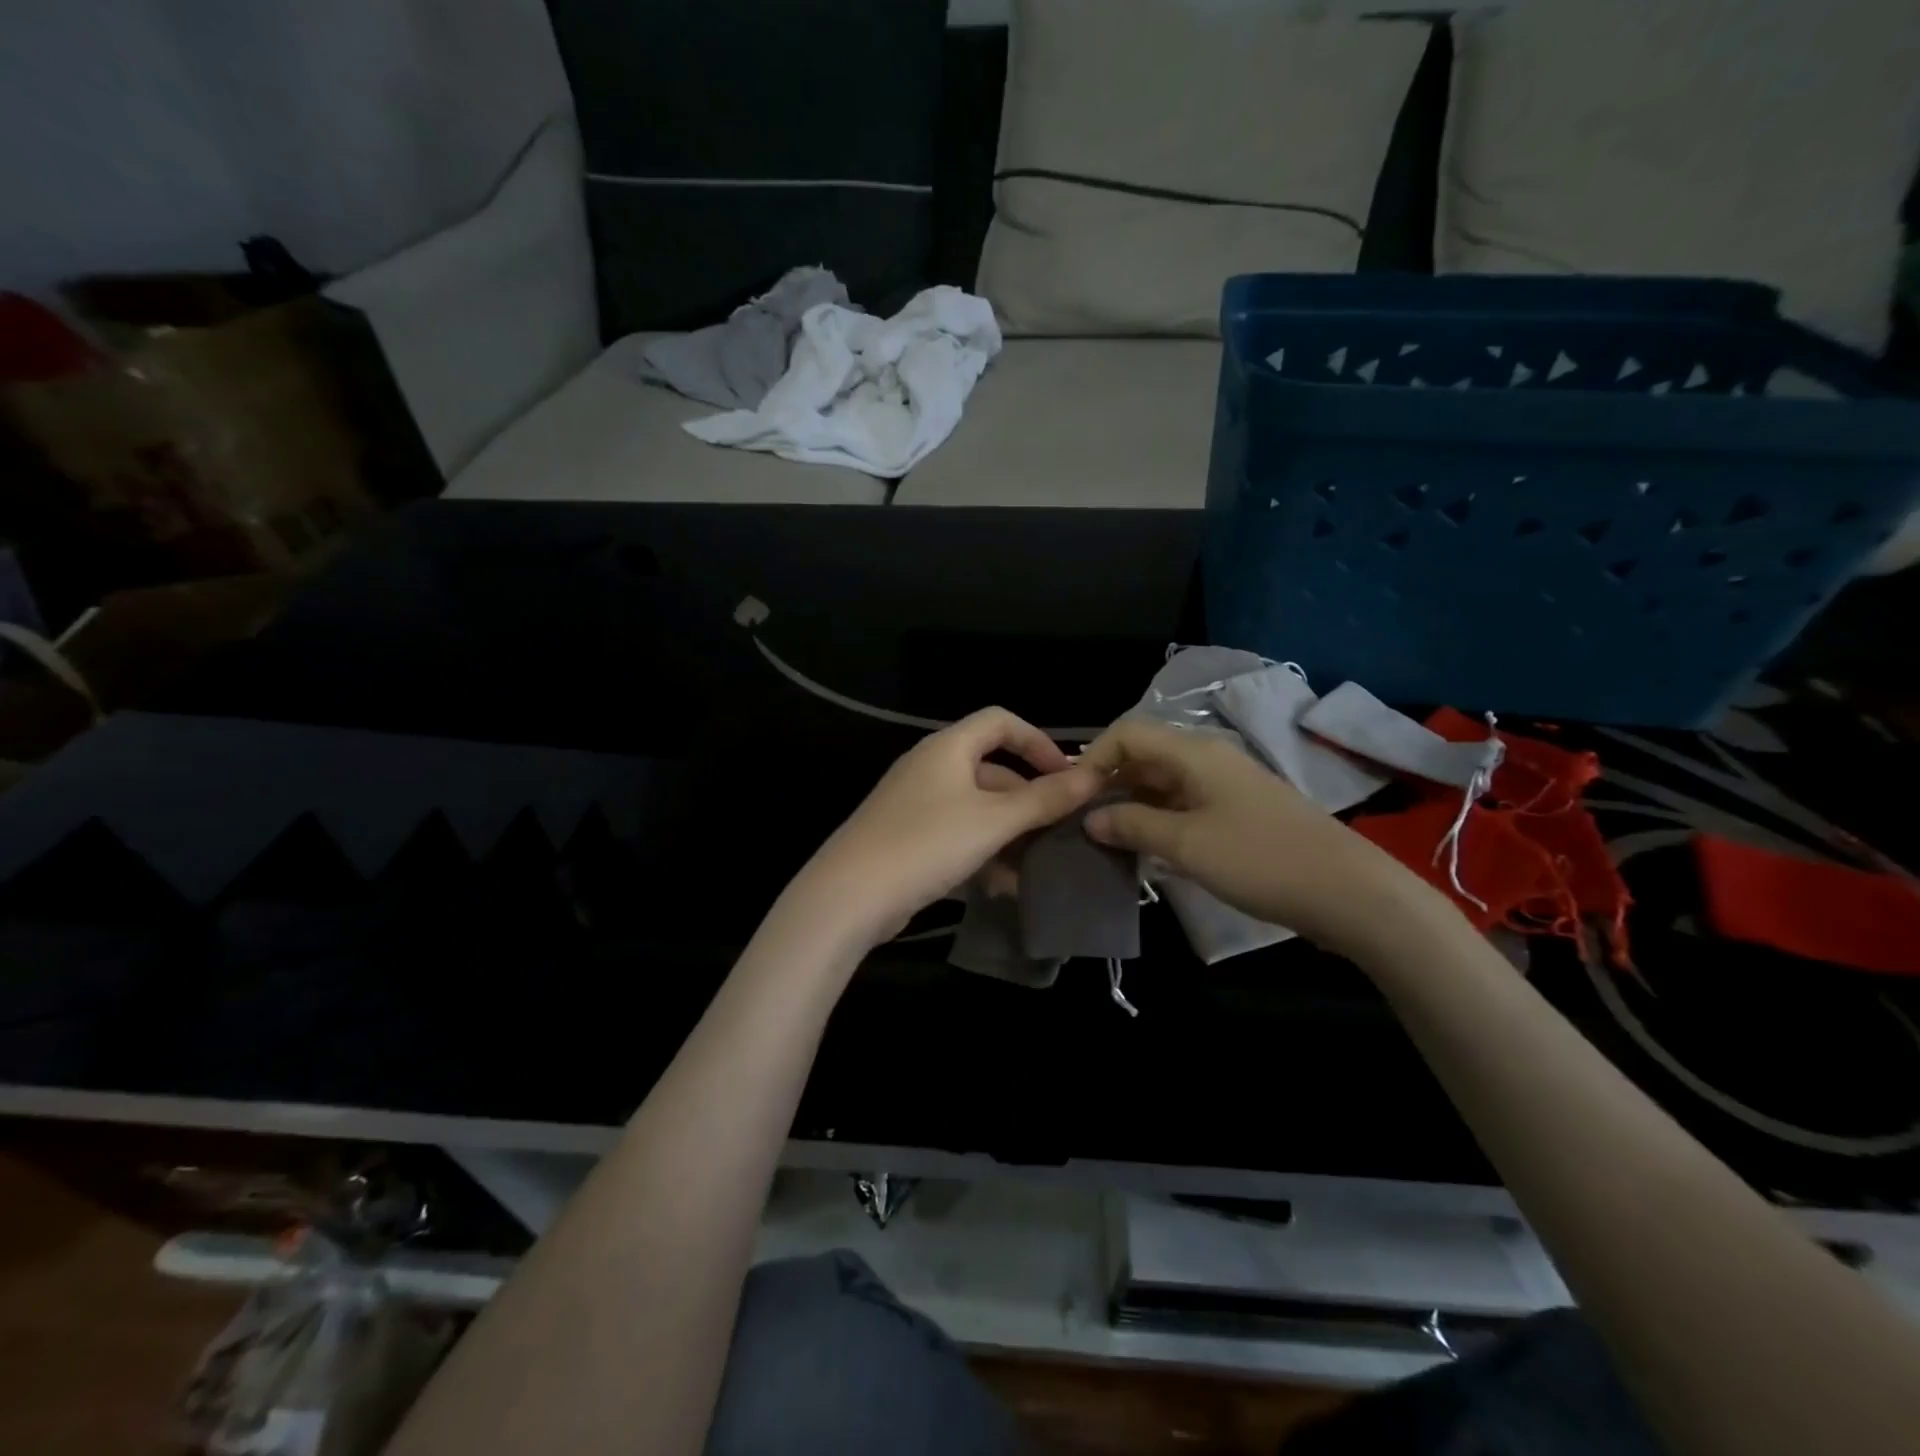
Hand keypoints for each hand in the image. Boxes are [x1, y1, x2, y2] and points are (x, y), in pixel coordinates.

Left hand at [792, 707, 1103, 948]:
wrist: (849, 896)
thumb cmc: (926, 843)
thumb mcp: (993, 821)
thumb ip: (1043, 799)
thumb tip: (1092, 776)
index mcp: (947, 748)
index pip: (1000, 721)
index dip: (1038, 741)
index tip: (1067, 776)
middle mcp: (931, 768)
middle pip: (992, 771)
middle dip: (1028, 800)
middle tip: (1061, 830)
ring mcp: (916, 805)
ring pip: (977, 810)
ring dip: (1009, 835)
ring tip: (1038, 867)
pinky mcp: (909, 840)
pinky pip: (957, 837)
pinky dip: (983, 854)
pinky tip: (1004, 887)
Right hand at [1079, 718, 1439, 956]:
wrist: (1347, 892)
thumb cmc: (1259, 859)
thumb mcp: (1186, 843)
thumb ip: (1132, 825)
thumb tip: (1090, 818)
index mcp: (1194, 752)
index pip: (1127, 733)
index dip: (1093, 758)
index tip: (1071, 798)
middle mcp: (1208, 759)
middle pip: (1144, 756)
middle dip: (1108, 783)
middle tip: (1082, 822)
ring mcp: (1226, 786)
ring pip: (1162, 783)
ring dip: (1131, 805)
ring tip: (1106, 839)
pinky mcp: (1238, 813)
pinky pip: (1184, 805)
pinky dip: (1158, 820)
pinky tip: (1146, 849)